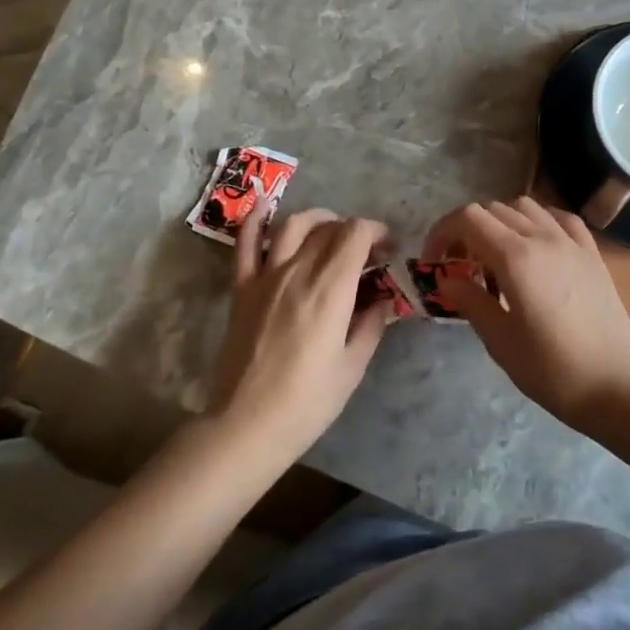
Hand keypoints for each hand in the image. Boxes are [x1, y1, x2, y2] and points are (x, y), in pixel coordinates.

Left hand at [212, 209, 393, 458]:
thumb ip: (371, 325)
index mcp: (331, 289)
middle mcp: (299, 271)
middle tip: (365, 252)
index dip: (377, 231)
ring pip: (293, 225)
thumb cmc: (307, 402)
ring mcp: (266, 276)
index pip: (356, 234)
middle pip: (329, 228)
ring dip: (317, 219)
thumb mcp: (352, 367)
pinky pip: (245, 243)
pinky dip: (256, 219)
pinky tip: (265, 204)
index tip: (388, 249)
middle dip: (354, 231)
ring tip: (329, 231)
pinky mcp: (242, 288)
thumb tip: (383, 299)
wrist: (245, 425)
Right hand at [423, 196, 629, 427]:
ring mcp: (571, 242)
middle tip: (460, 264)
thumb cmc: (552, 370)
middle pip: (493, 209)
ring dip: (501, 221)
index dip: (442, 232)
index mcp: (515, 257)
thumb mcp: (500, 341)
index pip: (468, 219)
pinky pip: (560, 218)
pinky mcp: (592, 253)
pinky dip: (539, 221)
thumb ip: (471, 301)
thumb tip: (448, 278)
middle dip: (467, 229)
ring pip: (526, 206)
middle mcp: (543, 237)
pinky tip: (536, 245)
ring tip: (496, 255)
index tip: (434, 261)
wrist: (616, 386)